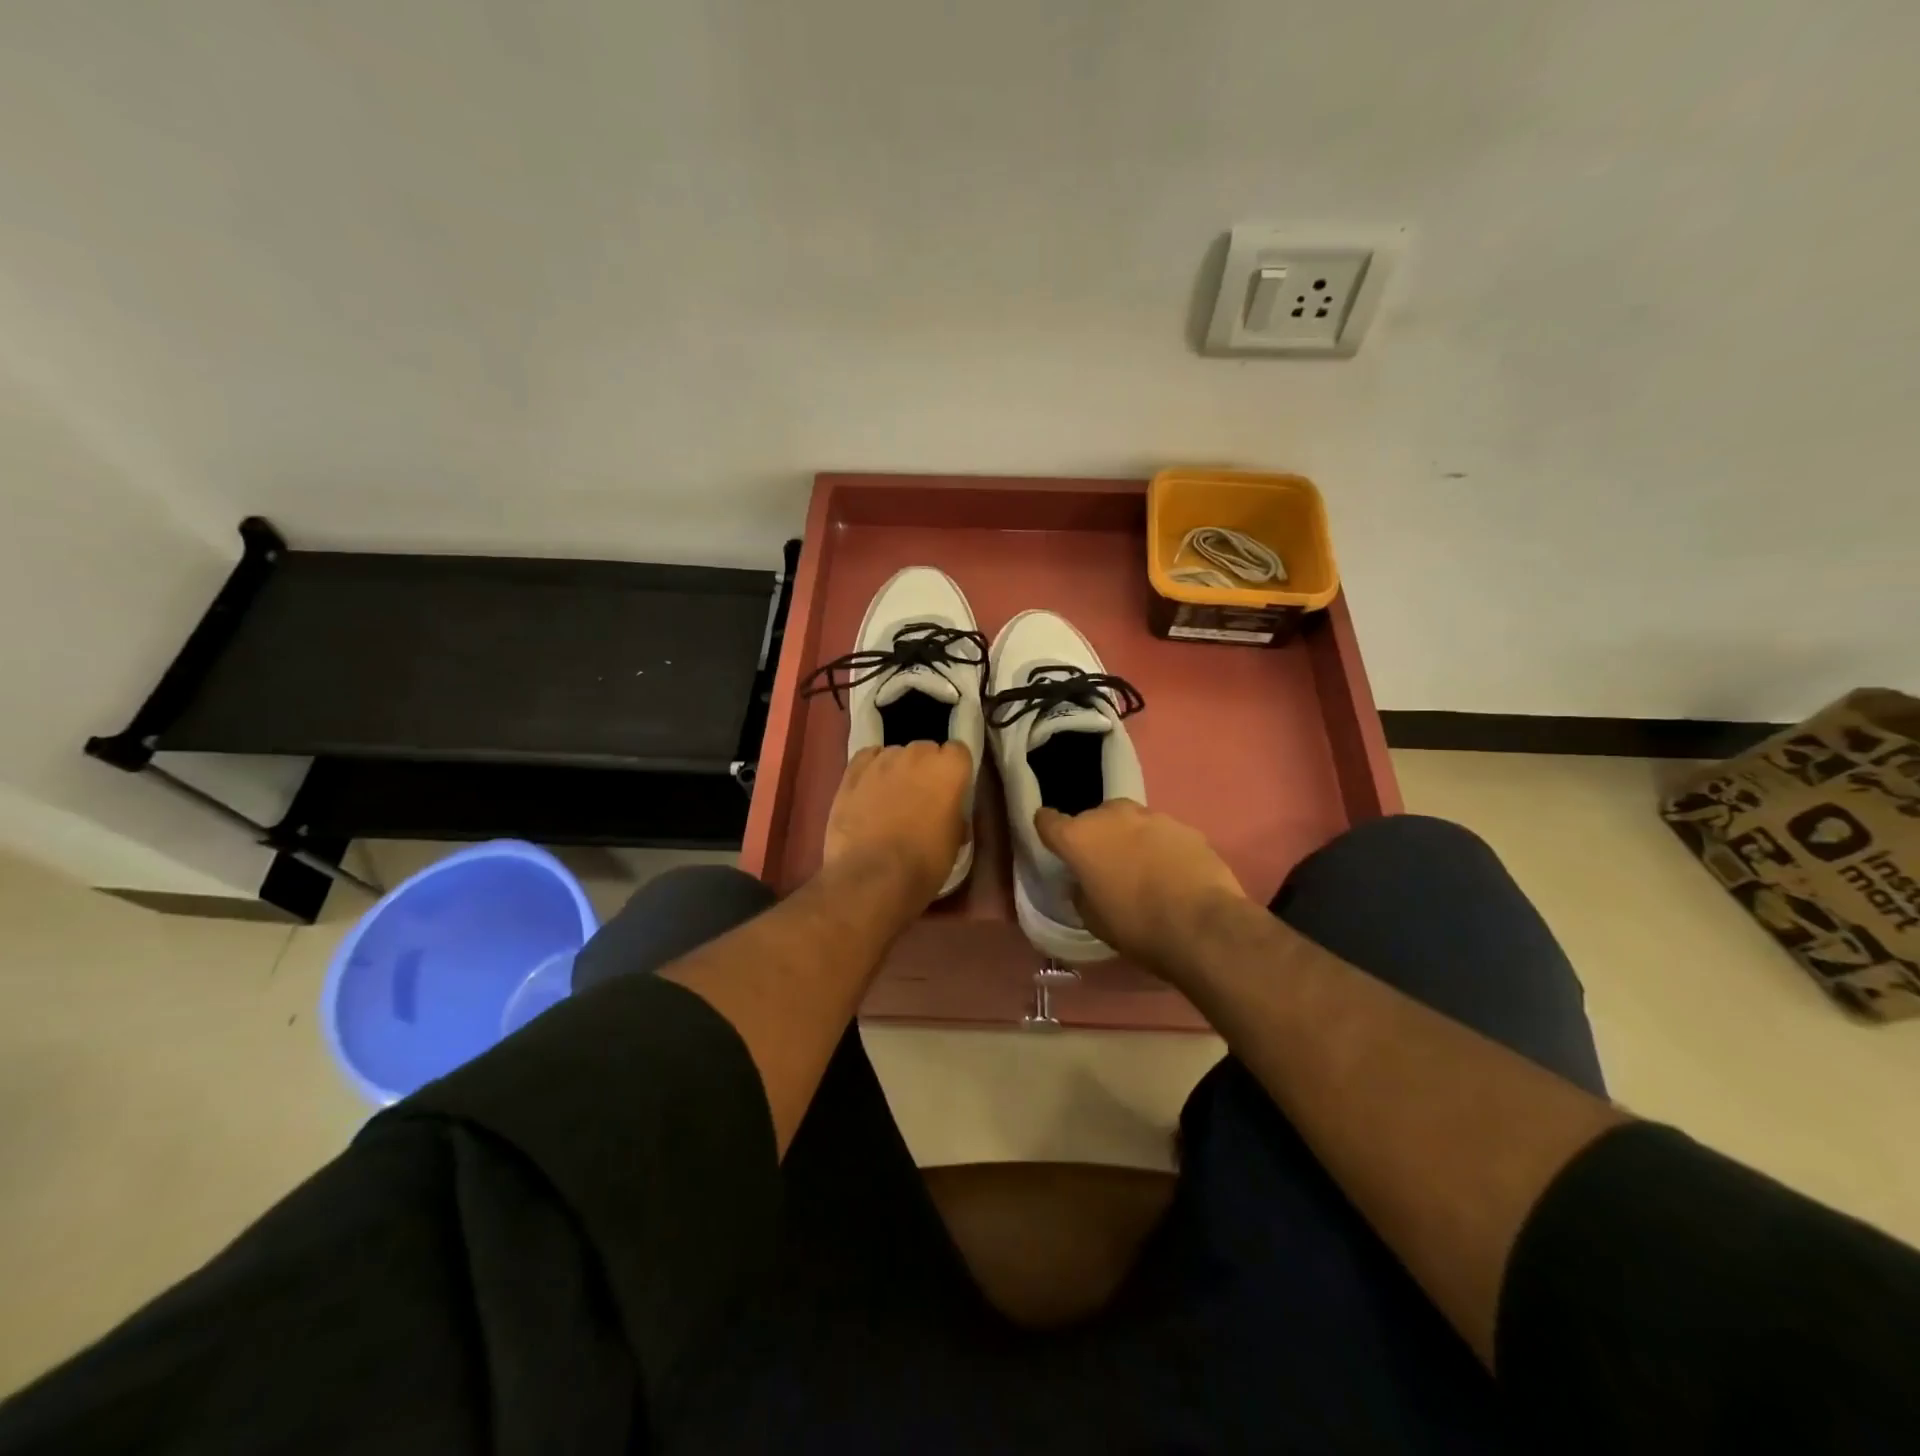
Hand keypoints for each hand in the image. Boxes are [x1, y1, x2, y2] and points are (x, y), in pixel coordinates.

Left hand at [822, 742, 970, 911]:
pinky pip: (868, 759)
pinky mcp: (852, 771)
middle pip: (926, 750)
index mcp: (950, 767)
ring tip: (889, 800)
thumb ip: (954, 812)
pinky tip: (869, 791)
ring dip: (897, 771)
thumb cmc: (924, 863)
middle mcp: (917, 753)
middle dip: (925, 769)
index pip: (958, 752)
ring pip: (895, 755)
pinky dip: (871, 770)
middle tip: (921, 799)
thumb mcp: (956, 839)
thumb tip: (947, 812)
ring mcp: (882, 760)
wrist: (873, 877)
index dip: (954, 772)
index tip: (950, 792)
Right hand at [1034, 800, 1248, 977]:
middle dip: (1096, 837)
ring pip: (1130, 823)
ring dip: (1130, 840)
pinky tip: (1172, 875)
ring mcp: (1151, 817)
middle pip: (1093, 819)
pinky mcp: (1185, 826)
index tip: (1053, 842)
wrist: (1202, 926)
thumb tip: (1083, 882)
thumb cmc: (1136, 926)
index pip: (1047, 820)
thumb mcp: (1093, 919)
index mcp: (1080, 837)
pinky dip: (1161, 848)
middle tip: (1105, 866)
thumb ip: (1081, 892)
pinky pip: (1162, 834)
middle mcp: (1111, 816)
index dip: (1047, 830)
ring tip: (1143, 871)